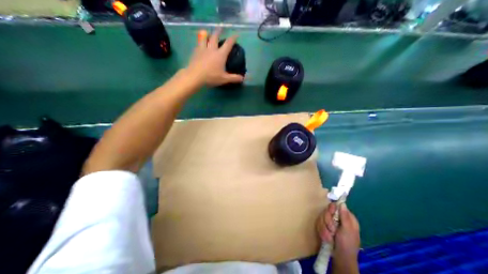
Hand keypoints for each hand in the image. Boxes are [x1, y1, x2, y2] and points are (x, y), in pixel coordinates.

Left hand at [185, 28, 243, 86]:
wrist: (195, 76)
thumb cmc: (211, 77)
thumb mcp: (224, 79)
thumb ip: (234, 78)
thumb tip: (243, 78)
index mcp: (220, 54)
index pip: (228, 44)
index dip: (233, 38)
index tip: (236, 34)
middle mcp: (212, 49)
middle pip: (215, 37)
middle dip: (219, 31)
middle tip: (221, 28)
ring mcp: (203, 49)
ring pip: (204, 37)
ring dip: (207, 34)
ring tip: (207, 33)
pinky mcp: (195, 52)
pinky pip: (198, 44)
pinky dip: (200, 42)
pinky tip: (200, 44)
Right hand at [319, 203, 359, 260]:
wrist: (341, 259)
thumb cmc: (347, 245)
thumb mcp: (348, 231)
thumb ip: (345, 217)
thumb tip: (342, 203)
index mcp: (346, 218)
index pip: (336, 206)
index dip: (332, 209)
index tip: (331, 213)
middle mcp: (338, 218)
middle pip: (327, 211)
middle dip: (327, 221)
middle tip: (332, 230)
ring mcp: (330, 223)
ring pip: (321, 217)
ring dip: (324, 228)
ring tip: (329, 237)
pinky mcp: (324, 227)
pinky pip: (318, 223)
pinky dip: (321, 231)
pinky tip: (326, 238)